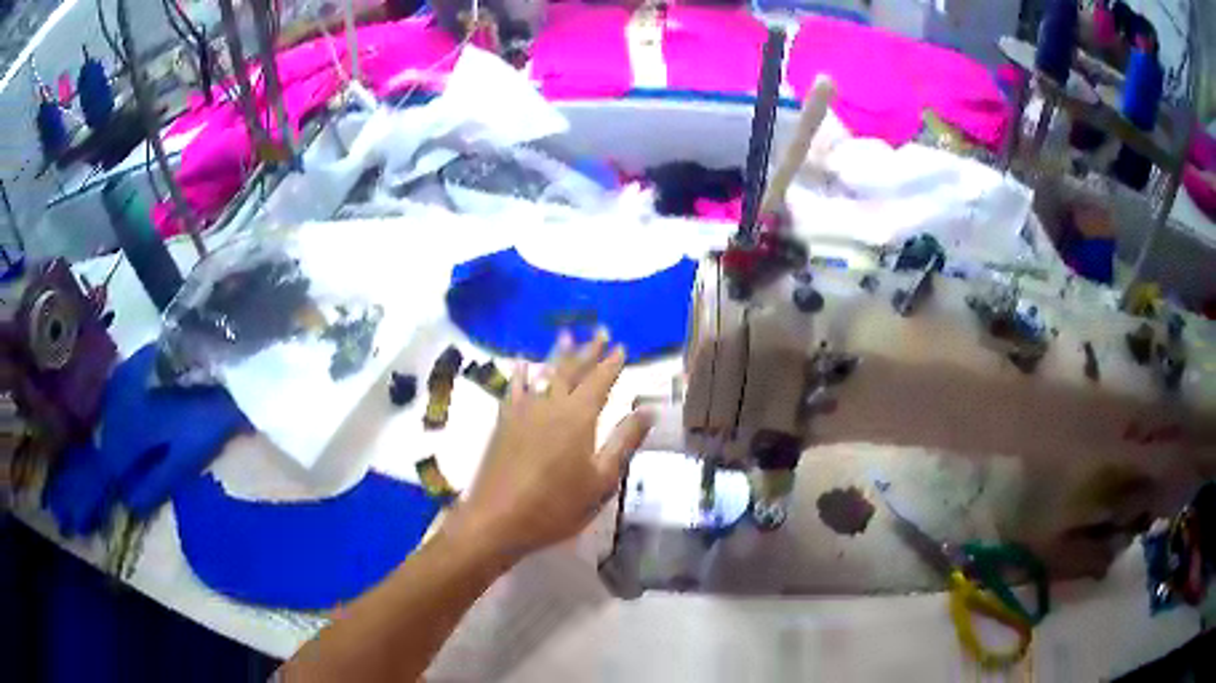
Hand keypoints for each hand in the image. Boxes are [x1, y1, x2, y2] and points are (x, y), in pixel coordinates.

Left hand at [448, 331, 651, 561]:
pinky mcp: (503, 422)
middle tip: (600, 331)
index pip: (600, 382)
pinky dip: (521, 373)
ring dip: (558, 354)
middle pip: (572, 371)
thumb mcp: (601, 480)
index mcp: (579, 417)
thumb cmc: (556, 506)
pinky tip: (522, 363)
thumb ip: (623, 442)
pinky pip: (514, 388)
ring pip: (544, 373)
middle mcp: (551, 405)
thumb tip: (647, 410)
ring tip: (566, 335)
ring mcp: (523, 411)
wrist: (498, 518)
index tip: (622, 346)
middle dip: (588, 351)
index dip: (612, 363)